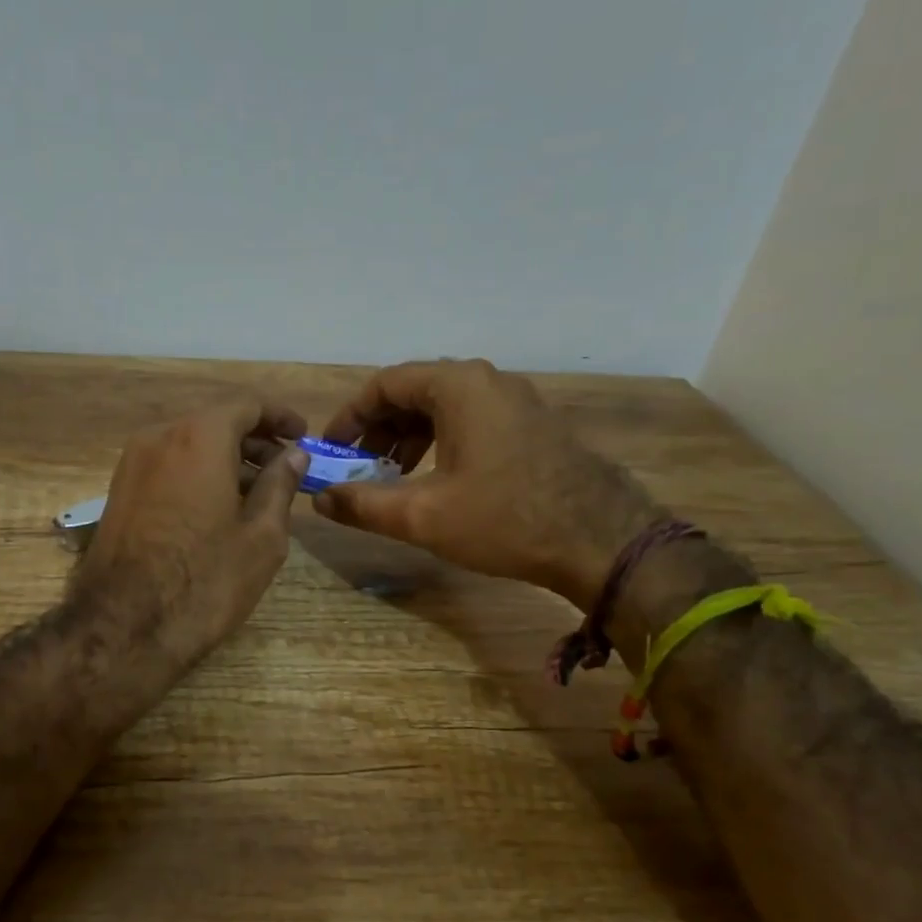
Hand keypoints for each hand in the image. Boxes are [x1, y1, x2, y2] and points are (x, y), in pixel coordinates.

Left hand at [77, 399, 310, 660]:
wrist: (123, 626)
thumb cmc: (205, 580)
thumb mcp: (261, 535)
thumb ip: (280, 485)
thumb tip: (293, 456)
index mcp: (199, 437)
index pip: (247, 405)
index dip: (280, 417)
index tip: (303, 436)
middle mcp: (159, 437)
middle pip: (215, 423)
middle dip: (254, 441)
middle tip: (285, 471)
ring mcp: (132, 465)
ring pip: (189, 446)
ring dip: (226, 460)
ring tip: (257, 495)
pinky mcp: (119, 493)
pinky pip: (169, 467)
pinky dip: (198, 475)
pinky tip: (219, 510)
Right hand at [315, 359, 658, 607]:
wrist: (601, 540)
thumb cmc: (504, 520)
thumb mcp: (422, 515)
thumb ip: (363, 504)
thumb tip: (320, 500)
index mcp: (457, 386)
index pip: (384, 385)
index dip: (350, 417)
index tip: (332, 450)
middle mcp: (487, 381)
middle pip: (414, 392)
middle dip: (379, 430)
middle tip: (358, 467)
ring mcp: (516, 401)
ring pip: (444, 408)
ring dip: (409, 438)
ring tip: (392, 477)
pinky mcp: (533, 425)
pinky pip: (472, 420)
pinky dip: (441, 442)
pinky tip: (436, 479)